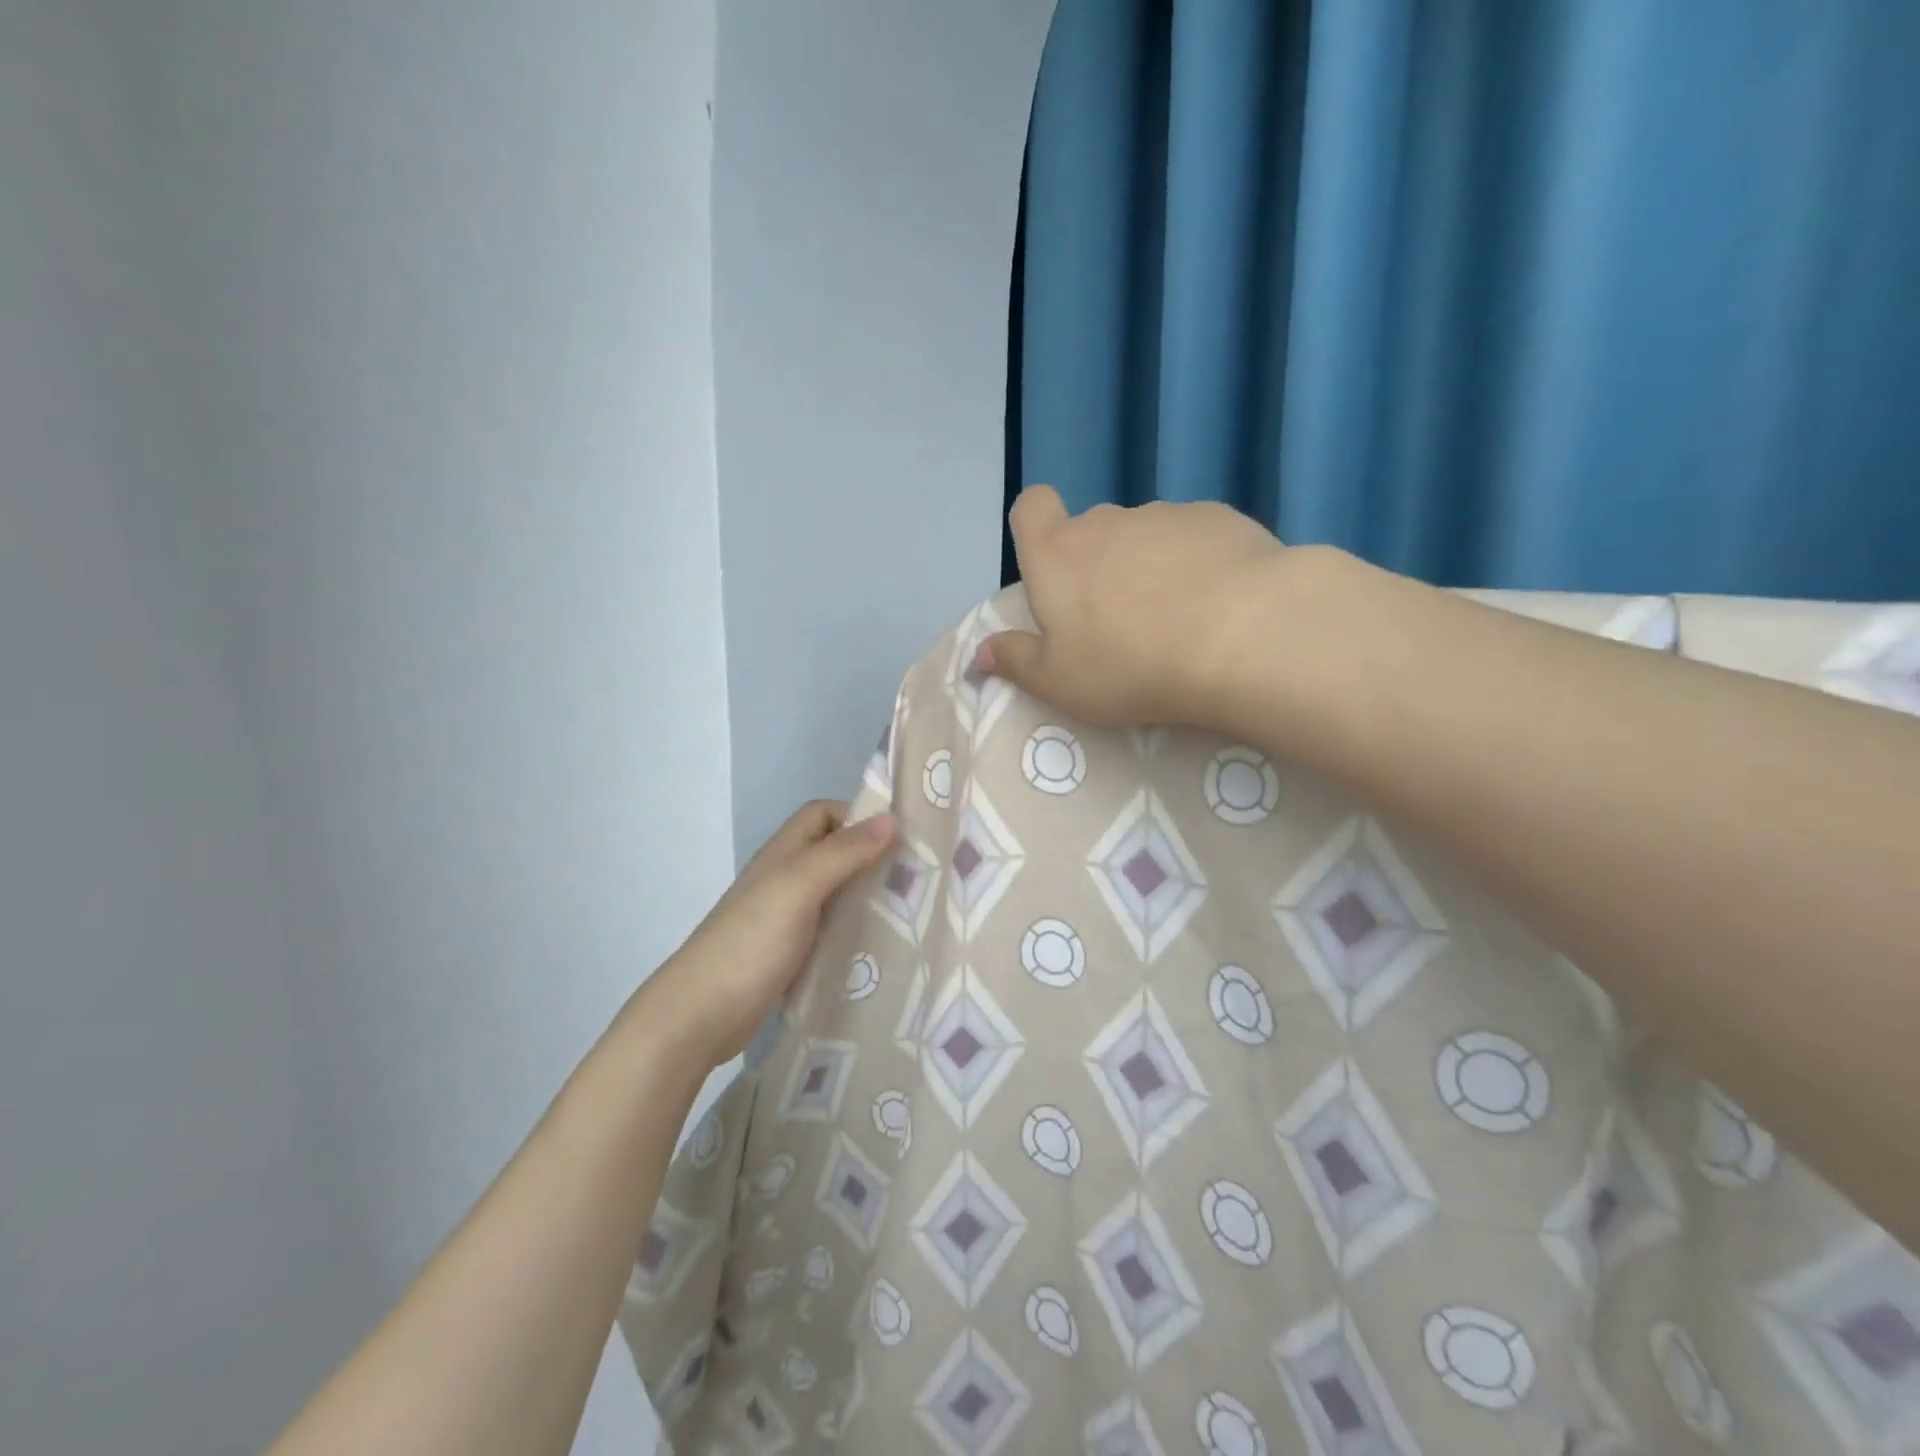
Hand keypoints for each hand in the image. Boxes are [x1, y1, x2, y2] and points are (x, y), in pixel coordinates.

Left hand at [643, 801, 896, 1068]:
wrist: (700, 1015)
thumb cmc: (751, 941)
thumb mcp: (799, 886)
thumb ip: (844, 852)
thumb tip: (891, 818)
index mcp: (784, 853)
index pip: (824, 814)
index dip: (857, 817)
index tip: (898, 838)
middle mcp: (785, 879)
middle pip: (834, 853)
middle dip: (872, 859)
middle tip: (915, 878)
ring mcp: (786, 918)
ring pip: (836, 894)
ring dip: (866, 897)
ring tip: (908, 912)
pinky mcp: (790, 954)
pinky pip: (830, 931)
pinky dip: (854, 933)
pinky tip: (880, 948)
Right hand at [978, 486, 1296, 728]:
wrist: (1239, 636)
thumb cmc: (1128, 665)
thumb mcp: (1058, 681)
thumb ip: (1015, 661)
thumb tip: (980, 654)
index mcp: (1057, 554)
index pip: (1031, 507)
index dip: (1035, 527)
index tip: (1051, 567)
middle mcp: (1106, 521)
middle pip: (1091, 529)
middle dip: (1097, 564)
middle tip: (1117, 621)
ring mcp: (1166, 515)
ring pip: (1145, 536)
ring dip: (1149, 566)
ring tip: (1177, 620)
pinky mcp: (1220, 518)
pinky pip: (1195, 538)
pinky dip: (1198, 564)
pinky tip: (1219, 604)